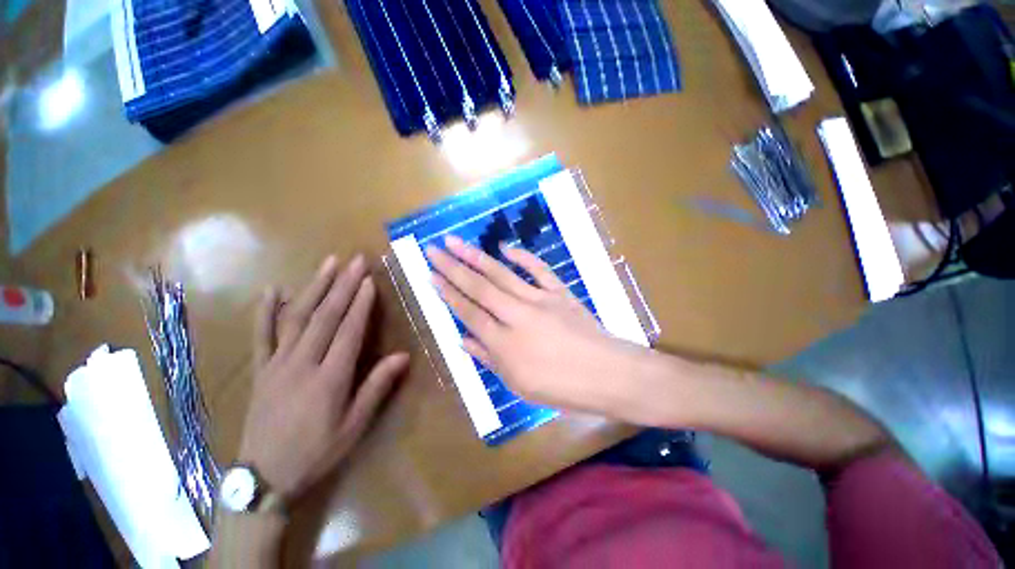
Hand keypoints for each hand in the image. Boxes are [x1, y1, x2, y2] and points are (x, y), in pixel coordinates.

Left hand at [237, 254, 408, 501]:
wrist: (262, 479)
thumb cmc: (316, 452)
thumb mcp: (354, 426)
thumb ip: (377, 387)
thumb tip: (403, 356)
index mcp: (329, 378)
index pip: (349, 331)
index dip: (361, 304)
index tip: (370, 280)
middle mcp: (302, 364)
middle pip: (325, 316)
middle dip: (343, 286)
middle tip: (355, 261)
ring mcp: (276, 364)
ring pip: (296, 318)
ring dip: (314, 288)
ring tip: (328, 264)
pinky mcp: (259, 370)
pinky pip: (261, 335)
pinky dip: (265, 311)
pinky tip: (272, 290)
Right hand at [426, 236, 651, 418]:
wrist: (606, 373)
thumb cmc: (561, 387)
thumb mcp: (518, 384)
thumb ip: (489, 359)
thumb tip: (463, 340)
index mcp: (505, 343)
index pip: (469, 313)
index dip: (448, 294)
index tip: (431, 276)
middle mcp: (517, 315)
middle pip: (479, 288)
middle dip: (453, 268)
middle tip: (433, 250)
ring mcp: (540, 299)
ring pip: (502, 275)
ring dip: (477, 257)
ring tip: (456, 242)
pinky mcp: (559, 292)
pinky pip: (539, 270)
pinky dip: (523, 257)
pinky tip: (505, 247)